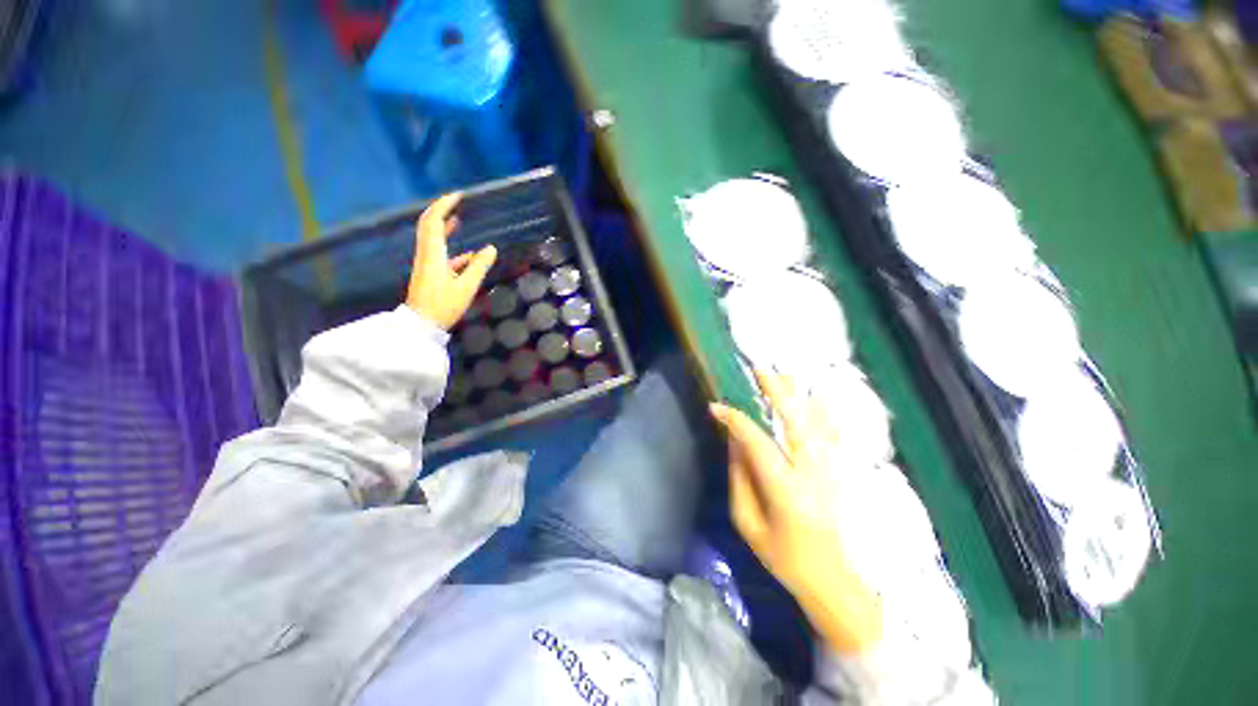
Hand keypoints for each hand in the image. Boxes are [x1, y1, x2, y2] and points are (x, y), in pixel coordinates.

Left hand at [405, 193, 496, 329]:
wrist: (420, 328)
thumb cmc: (441, 307)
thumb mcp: (465, 288)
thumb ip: (479, 266)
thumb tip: (491, 249)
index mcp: (433, 253)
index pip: (434, 220)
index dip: (444, 204)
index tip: (458, 196)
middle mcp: (426, 254)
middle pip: (428, 224)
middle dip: (440, 210)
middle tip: (455, 201)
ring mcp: (425, 264)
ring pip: (431, 238)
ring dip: (442, 226)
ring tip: (458, 219)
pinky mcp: (427, 275)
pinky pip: (436, 253)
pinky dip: (448, 247)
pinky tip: (467, 256)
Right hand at [709, 371, 882, 653]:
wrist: (831, 574)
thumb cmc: (785, 558)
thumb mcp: (751, 528)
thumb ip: (741, 484)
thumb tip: (735, 446)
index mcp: (785, 491)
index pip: (757, 444)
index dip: (736, 421)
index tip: (717, 407)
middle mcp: (812, 472)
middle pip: (796, 420)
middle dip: (777, 391)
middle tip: (759, 369)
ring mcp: (833, 468)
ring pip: (819, 419)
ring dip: (801, 394)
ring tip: (786, 374)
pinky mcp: (844, 470)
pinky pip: (835, 431)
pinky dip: (826, 410)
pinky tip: (819, 395)